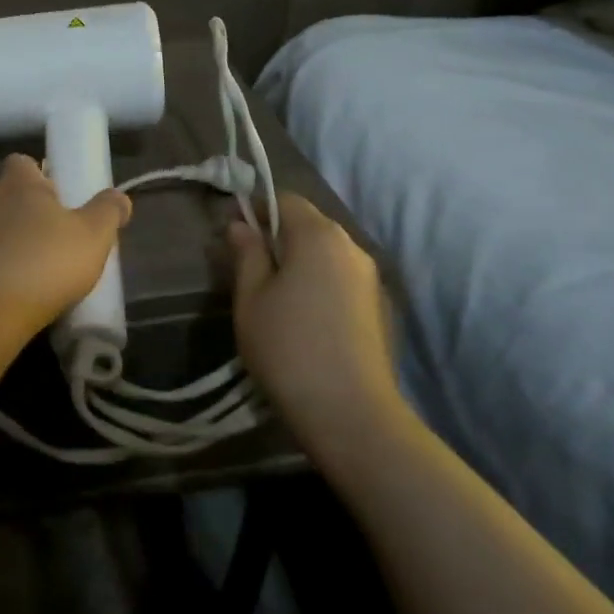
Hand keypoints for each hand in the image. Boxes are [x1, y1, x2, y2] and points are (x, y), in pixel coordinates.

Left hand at [0, 154, 132, 358]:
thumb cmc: (45, 263)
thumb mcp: (93, 236)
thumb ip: (108, 211)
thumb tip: (119, 197)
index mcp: (18, 183)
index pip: (23, 162)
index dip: (42, 175)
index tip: (62, 197)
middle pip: (10, 195)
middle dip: (32, 211)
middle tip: (60, 236)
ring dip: (15, 241)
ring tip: (42, 268)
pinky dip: (1, 267)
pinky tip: (19, 290)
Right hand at [226, 193, 403, 456]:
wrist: (350, 413)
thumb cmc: (288, 348)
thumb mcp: (250, 298)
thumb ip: (246, 254)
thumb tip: (240, 226)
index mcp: (318, 235)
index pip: (286, 200)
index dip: (257, 209)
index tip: (234, 235)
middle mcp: (351, 246)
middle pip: (309, 224)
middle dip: (278, 236)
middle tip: (249, 268)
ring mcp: (370, 277)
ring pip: (326, 253)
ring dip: (300, 261)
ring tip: (274, 296)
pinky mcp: (379, 306)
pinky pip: (341, 277)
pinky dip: (319, 282)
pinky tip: (303, 317)